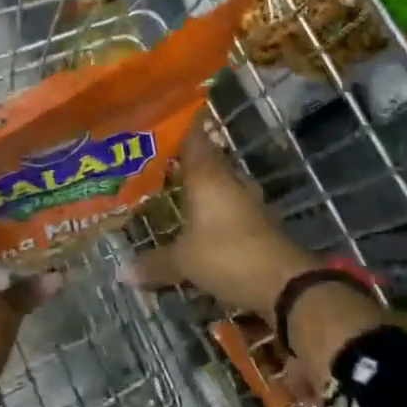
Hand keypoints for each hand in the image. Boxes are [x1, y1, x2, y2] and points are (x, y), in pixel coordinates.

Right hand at [125, 127, 382, 366]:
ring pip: (221, 182)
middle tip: (158, 162)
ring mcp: (248, 199)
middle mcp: (228, 179)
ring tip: (177, 191)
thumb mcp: (183, 261)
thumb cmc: (226, 255)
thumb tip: (121, 271)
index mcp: (206, 175)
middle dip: (186, 160)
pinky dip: (217, 208)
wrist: (285, 284)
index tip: (160, 122)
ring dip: (204, 186)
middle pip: (207, 158)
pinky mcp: (260, 221)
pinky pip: (232, 205)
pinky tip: (202, 220)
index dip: (178, 128)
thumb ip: (154, 262)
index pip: (193, 137)